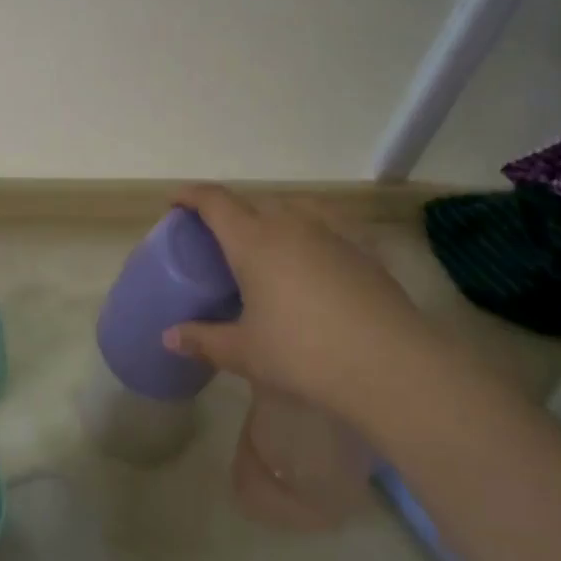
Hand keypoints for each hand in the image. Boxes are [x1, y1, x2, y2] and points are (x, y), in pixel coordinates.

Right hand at [163, 185, 430, 415]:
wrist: (391, 365)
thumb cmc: (305, 354)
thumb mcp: (246, 352)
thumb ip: (204, 340)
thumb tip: (169, 337)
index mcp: (254, 241)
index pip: (215, 202)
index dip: (191, 195)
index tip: (176, 201)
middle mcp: (290, 225)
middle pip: (253, 203)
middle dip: (230, 213)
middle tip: (218, 239)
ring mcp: (331, 233)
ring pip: (292, 210)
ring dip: (271, 219)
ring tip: (266, 247)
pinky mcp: (362, 249)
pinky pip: (326, 227)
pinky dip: (308, 234)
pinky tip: (313, 262)